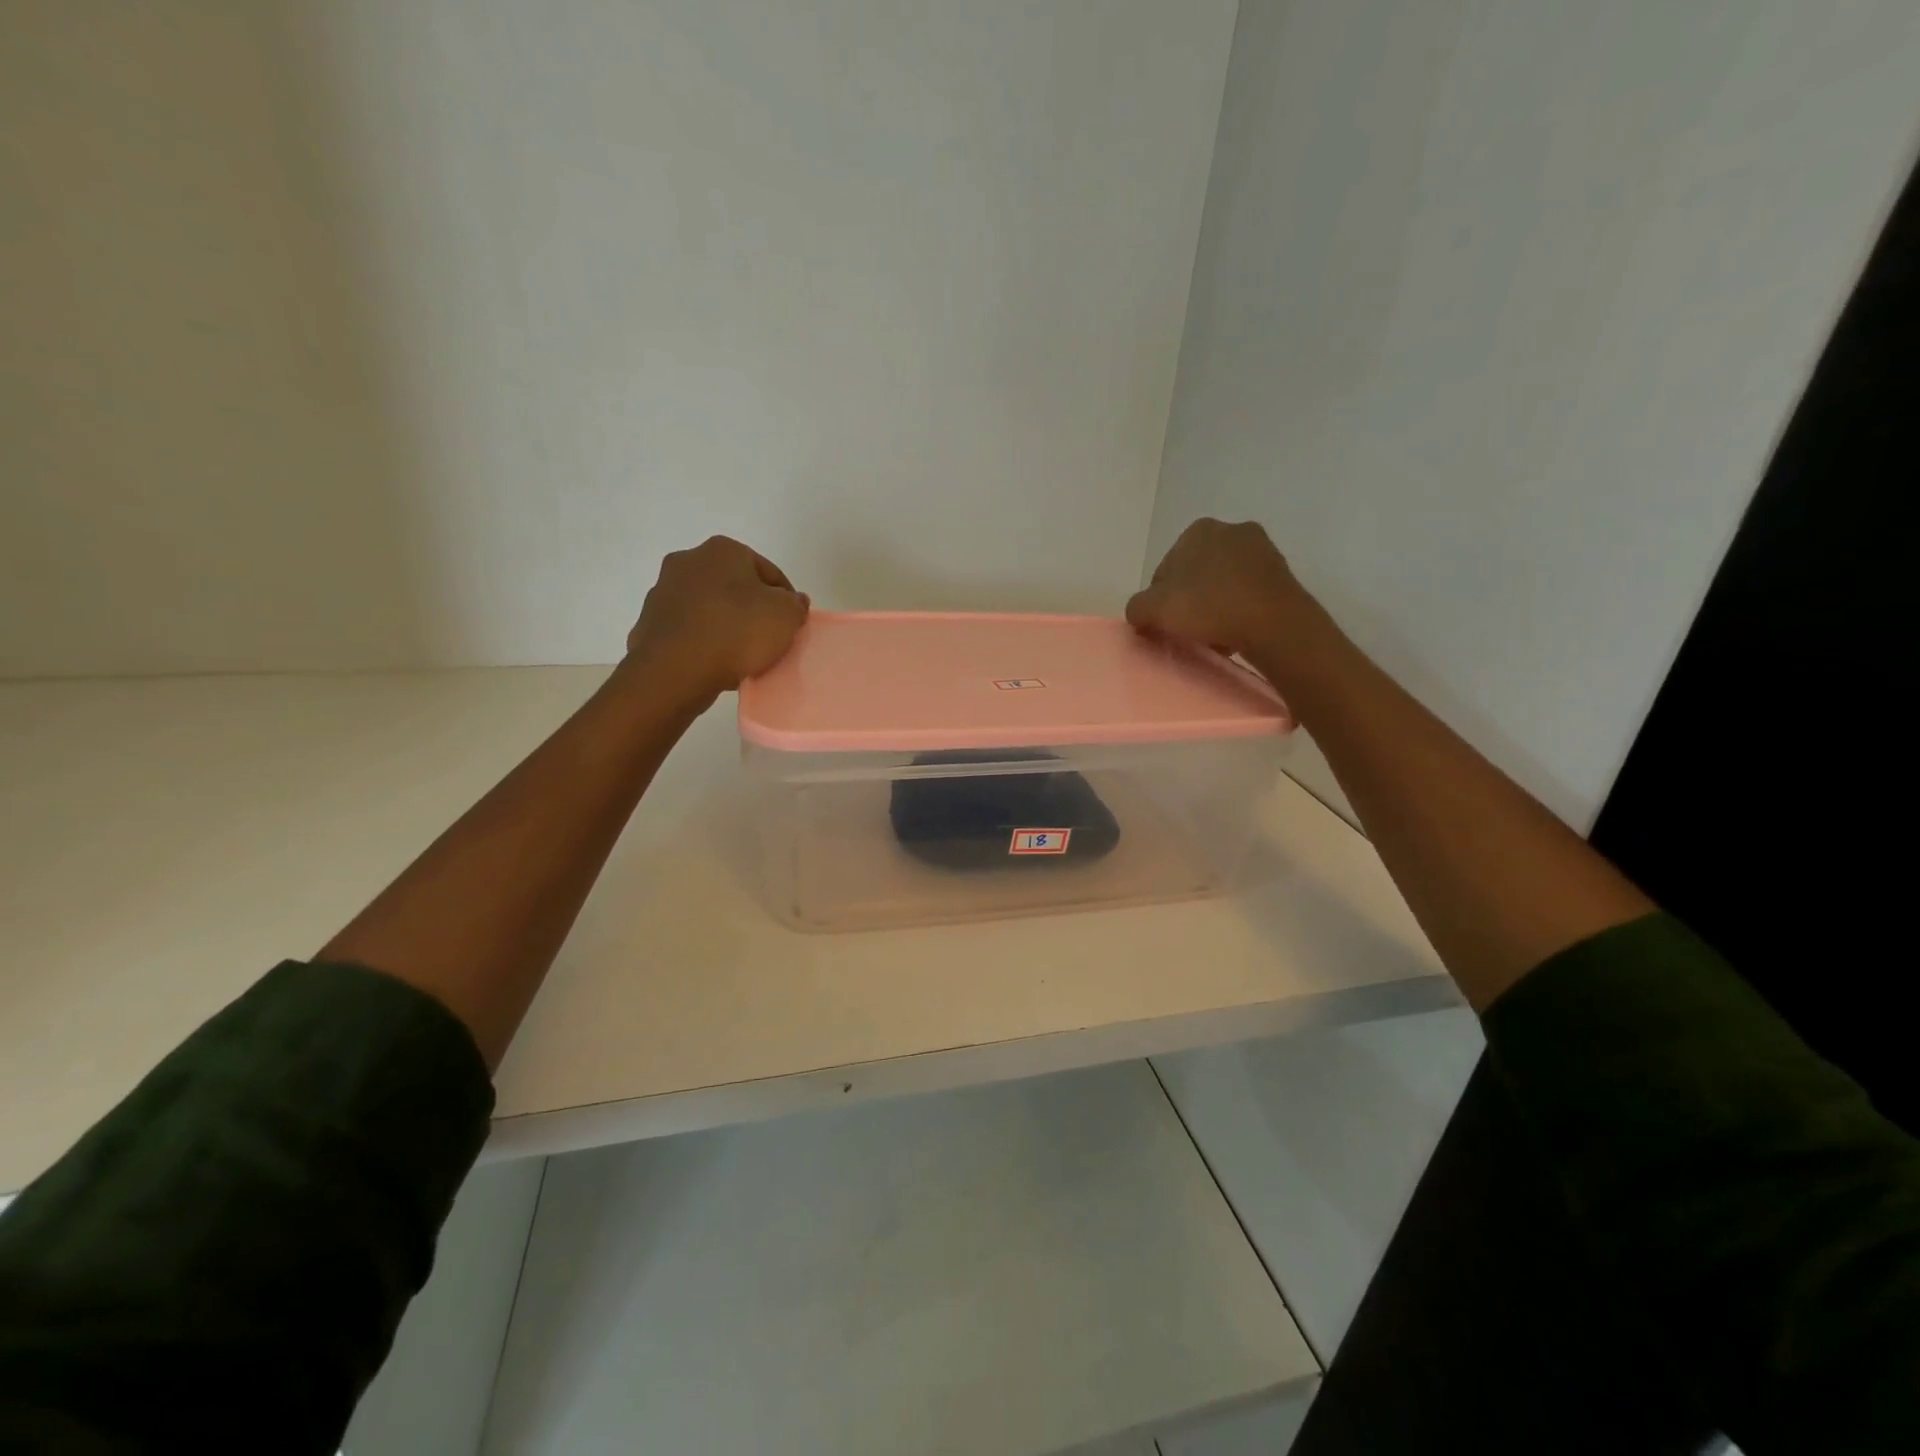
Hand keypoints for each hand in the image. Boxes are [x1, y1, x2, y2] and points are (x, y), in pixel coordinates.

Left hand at [625, 536, 809, 704]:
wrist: (675, 669)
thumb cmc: (736, 631)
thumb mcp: (786, 616)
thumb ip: (795, 604)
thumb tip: (792, 601)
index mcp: (723, 550)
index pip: (768, 572)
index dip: (786, 598)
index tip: (792, 623)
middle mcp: (688, 560)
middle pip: (734, 586)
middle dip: (751, 608)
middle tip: (768, 637)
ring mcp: (663, 591)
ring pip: (708, 607)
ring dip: (725, 623)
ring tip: (741, 654)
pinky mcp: (648, 623)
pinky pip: (687, 629)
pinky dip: (702, 641)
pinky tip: (714, 662)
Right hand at [1126, 518, 1324, 663]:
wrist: (1274, 623)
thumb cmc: (1208, 607)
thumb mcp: (1154, 610)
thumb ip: (1137, 608)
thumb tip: (1140, 612)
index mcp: (1198, 530)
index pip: (1164, 569)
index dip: (1160, 600)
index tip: (1165, 624)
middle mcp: (1231, 530)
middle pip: (1195, 575)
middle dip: (1190, 601)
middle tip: (1187, 631)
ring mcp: (1262, 549)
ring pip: (1223, 584)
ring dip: (1214, 607)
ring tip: (1212, 637)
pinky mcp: (1283, 573)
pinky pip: (1248, 593)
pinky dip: (1238, 610)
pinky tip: (1235, 634)